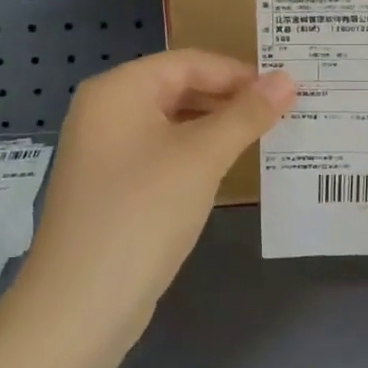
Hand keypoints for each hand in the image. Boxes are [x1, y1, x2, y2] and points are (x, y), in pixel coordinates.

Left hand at [20, 51, 295, 333]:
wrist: (80, 305)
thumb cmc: (142, 212)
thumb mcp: (201, 158)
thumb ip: (246, 115)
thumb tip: (286, 80)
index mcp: (118, 89)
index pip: (189, 62)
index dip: (239, 73)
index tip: (285, 91)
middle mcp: (105, 111)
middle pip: (178, 89)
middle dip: (229, 100)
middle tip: (281, 114)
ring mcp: (103, 151)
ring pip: (170, 124)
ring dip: (215, 129)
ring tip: (262, 139)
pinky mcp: (110, 187)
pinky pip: (160, 154)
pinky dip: (194, 156)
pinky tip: (224, 171)